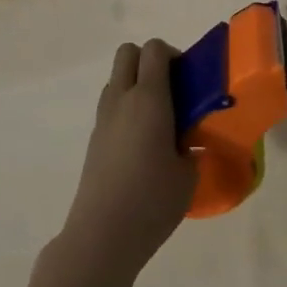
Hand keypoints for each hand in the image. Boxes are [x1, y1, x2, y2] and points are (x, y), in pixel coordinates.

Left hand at [58, 40, 196, 285]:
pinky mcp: (94, 140)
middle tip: (171, 90)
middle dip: (149, 61)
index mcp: (149, 98)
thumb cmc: (152, 201)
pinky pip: (111, 106)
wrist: (102, 237)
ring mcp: (103, 119)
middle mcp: (122, 99)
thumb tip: (189, 141)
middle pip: (128, 52)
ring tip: (157, 119)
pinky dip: (126, 110)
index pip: (155, 49)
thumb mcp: (188, 173)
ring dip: (135, 85)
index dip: (172, 54)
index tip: (188, 79)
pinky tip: (141, 144)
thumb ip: (192, 146)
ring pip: (117, 79)